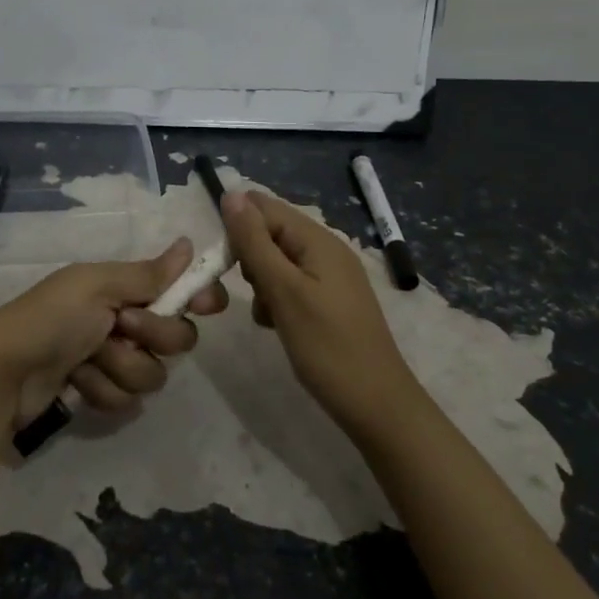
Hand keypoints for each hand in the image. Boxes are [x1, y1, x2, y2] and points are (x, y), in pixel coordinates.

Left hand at [0, 238, 227, 425]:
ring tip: (87, 359)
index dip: (197, 298)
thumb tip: (188, 244)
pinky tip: (75, 381)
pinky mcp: (100, 391)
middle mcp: (123, 321)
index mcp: (122, 288)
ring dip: (120, 367)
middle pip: (176, 338)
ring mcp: (111, 359)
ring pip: (152, 374)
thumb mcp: (97, 286)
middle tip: (122, 327)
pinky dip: (101, 390)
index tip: (207, 305)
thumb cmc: (51, 318)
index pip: (178, 291)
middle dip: (153, 337)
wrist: (4, 373)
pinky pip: (127, 399)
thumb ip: (147, 274)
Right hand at [220, 190, 423, 438]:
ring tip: (267, 314)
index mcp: (318, 240)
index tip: (223, 264)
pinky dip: (276, 299)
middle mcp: (326, 249)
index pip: (265, 209)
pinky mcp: (328, 301)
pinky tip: (276, 325)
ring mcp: (329, 276)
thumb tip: (231, 194)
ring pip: (277, 261)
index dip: (238, 228)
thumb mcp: (283, 291)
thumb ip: (255, 242)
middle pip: (271, 233)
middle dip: (250, 258)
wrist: (375, 404)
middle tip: (255, 293)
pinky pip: (290, 284)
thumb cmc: (327, 346)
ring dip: (261, 282)